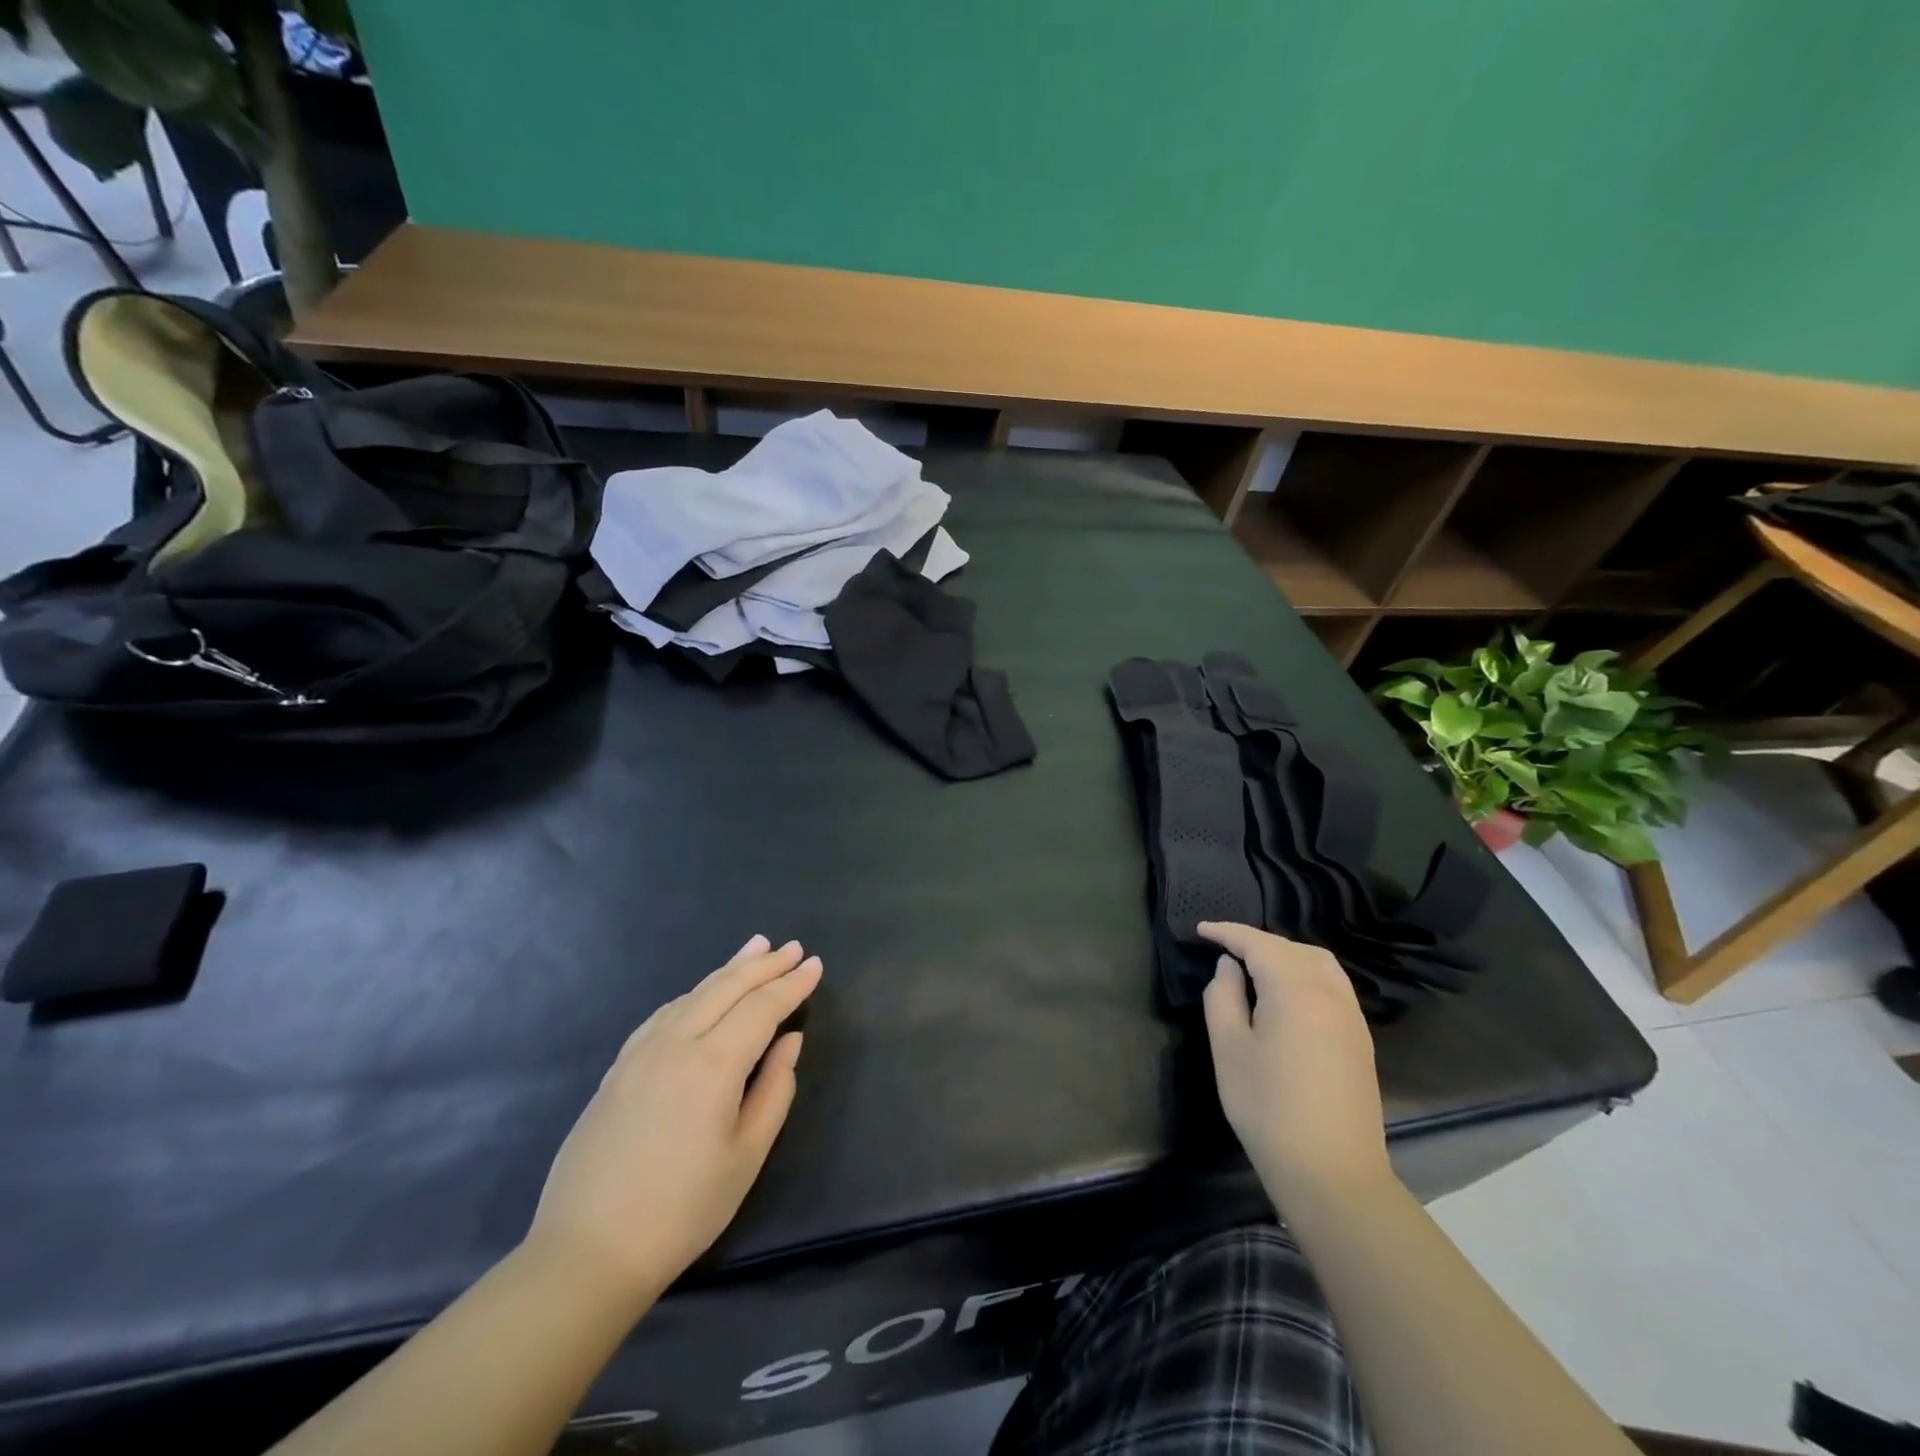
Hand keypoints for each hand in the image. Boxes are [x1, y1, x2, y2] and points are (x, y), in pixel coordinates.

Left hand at [525, 935, 821, 1305]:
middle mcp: (675, 1043)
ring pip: (693, 993)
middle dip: (764, 965)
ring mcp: (640, 1052)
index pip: (761, 1008)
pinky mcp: (618, 1068)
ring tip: (756, 949)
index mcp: (712, 1065)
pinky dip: (695, 992)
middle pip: (726, 988)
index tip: (815, 964)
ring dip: (729, 969)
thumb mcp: (746, 1156)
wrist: (586, 1252)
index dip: (791, 984)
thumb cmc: (681, 1211)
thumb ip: (774, 1090)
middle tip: (792, 947)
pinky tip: (703, 993)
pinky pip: (665, 1012)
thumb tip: (789, 1041)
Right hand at [1198, 922, 1393, 1208]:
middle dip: (1257, 942)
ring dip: (1286, 955)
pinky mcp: (1360, 1040)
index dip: (1227, 932)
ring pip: (1319, 963)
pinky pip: (1333, 985)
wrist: (1333, 1174)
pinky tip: (1287, 995)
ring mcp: (1351, 1017)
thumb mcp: (1229, 1049)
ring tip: (1256, 967)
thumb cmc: (1268, 1108)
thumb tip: (1229, 967)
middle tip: (1224, 950)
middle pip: (1292, 948)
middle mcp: (1330, 993)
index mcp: (1295, 989)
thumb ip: (1223, 997)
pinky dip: (1306, 974)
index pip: (1258, 943)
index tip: (1201, 931)